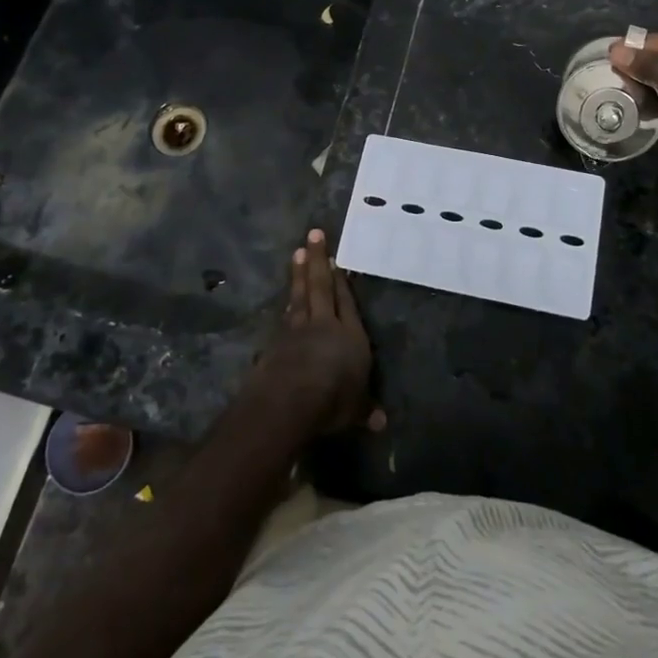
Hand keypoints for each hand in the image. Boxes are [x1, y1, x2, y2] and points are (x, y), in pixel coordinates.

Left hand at [252, 230, 385, 436]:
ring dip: (299, 274)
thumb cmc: (333, 401)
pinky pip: (285, 316)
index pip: (345, 301)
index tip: (336, 261)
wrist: (289, 400)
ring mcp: (296, 330)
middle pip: (320, 286)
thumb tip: (381, 423)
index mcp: (350, 335)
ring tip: (297, 253)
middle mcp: (324, 324)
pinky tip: (286, 299)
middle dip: (318, 259)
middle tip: (313, 234)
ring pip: (299, 295)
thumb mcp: (355, 410)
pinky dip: (287, 304)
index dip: (341, 282)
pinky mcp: (276, 341)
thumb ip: (365, 410)